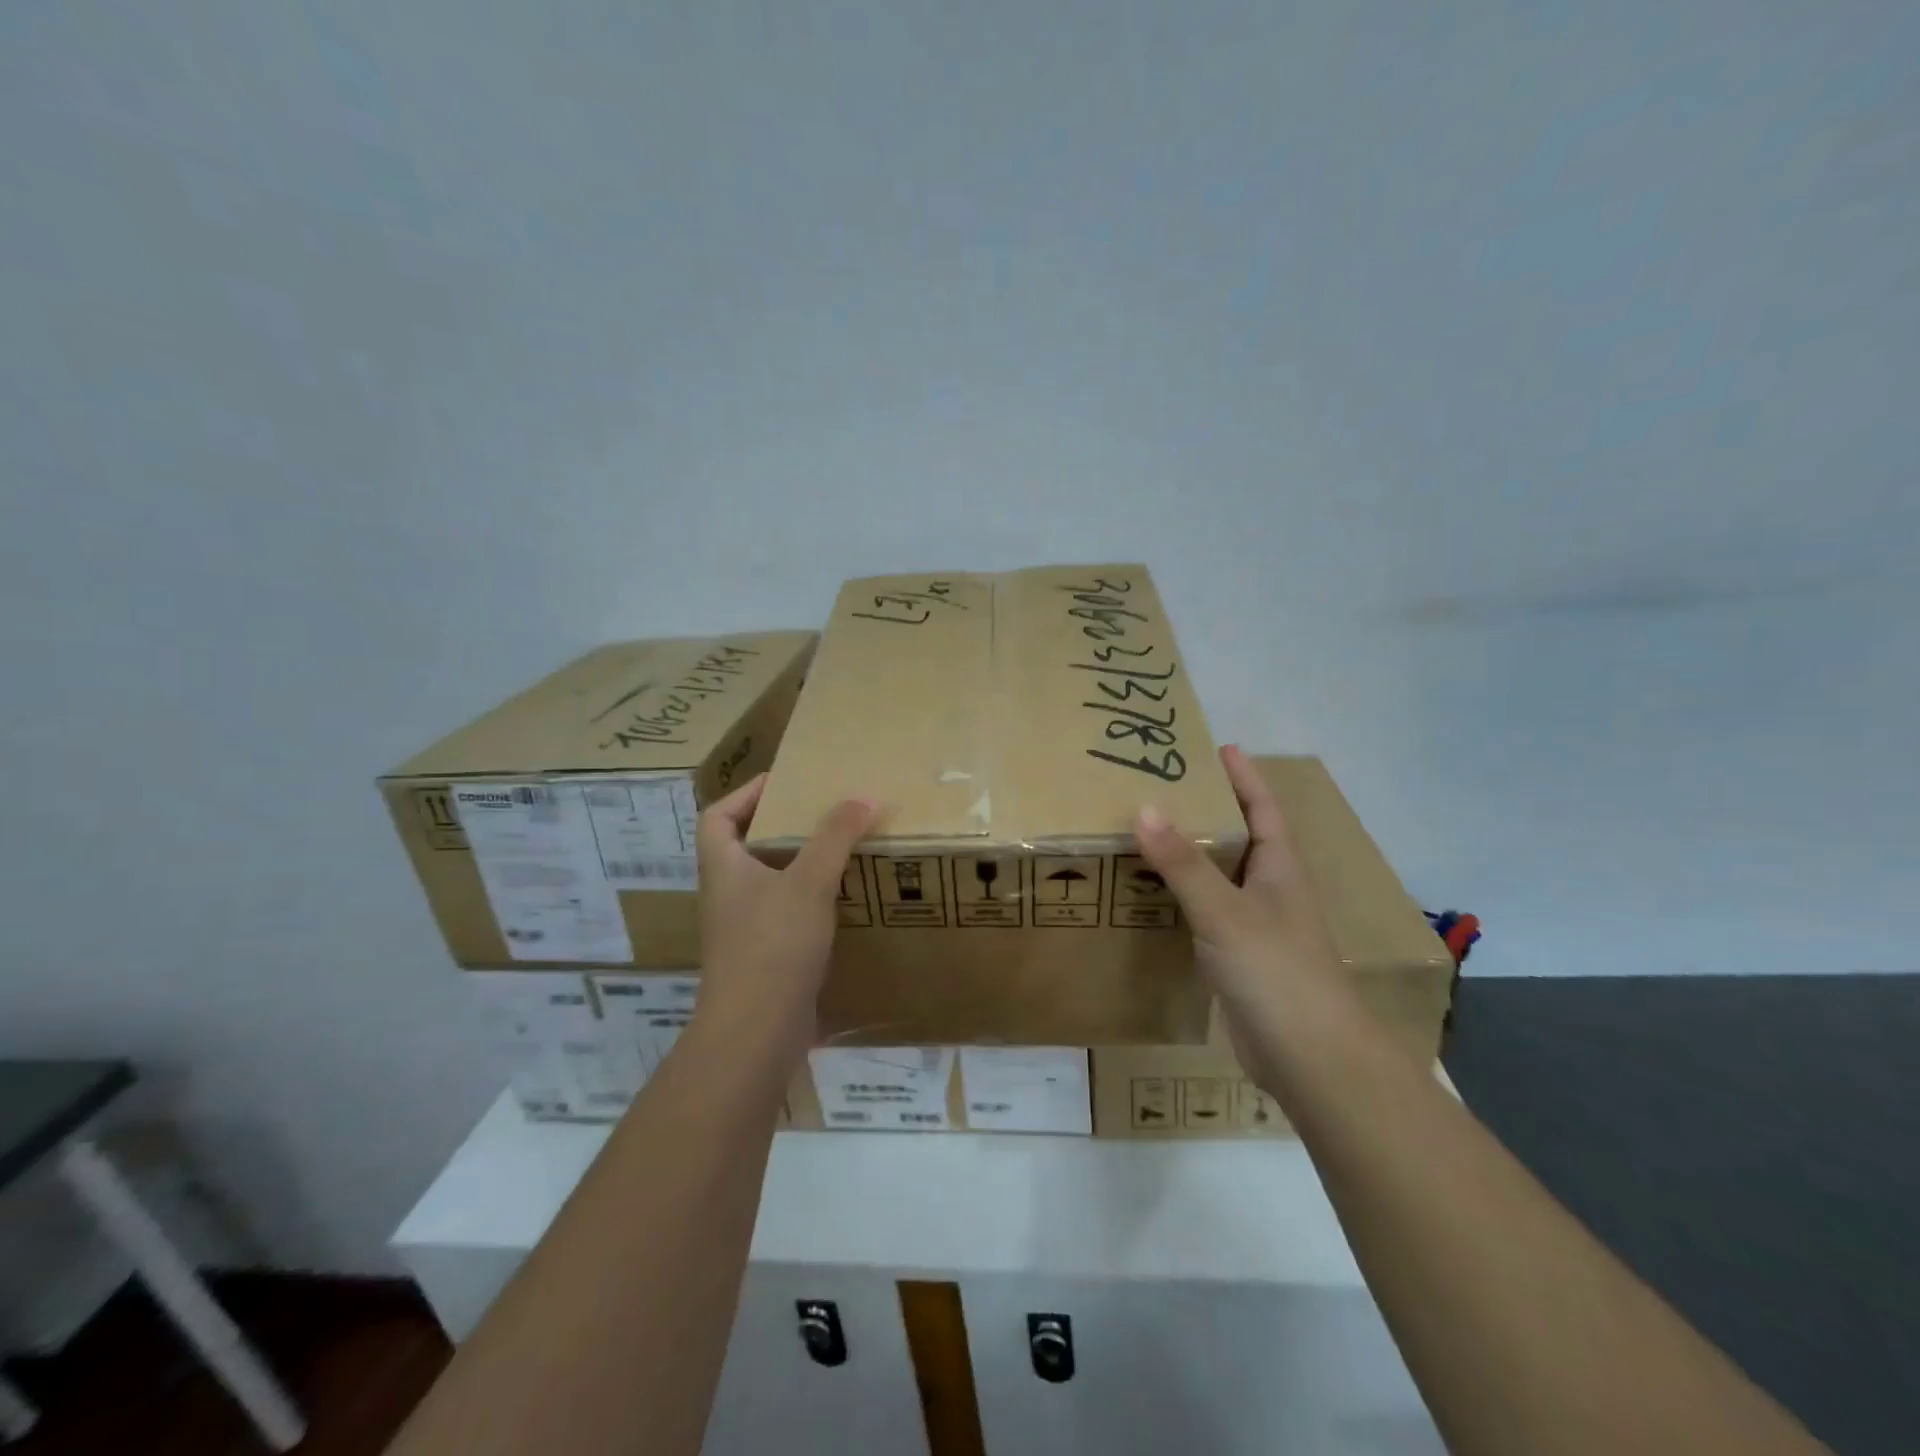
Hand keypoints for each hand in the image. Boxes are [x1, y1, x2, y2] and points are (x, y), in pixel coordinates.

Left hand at [694, 773, 880, 1056]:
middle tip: (824, 814)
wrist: (755, 1034)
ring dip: (799, 865)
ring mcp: (743, 930)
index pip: (717, 816)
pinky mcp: (764, 958)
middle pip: (745, 847)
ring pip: (769, 883)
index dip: (745, 793)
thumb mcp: (808, 882)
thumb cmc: (772, 945)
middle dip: (782, 827)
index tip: (784, 782)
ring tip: (841, 850)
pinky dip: (810, 902)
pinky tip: (843, 901)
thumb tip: (863, 795)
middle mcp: (727, 895)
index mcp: (723, 867)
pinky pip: (786, 916)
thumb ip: (835, 837)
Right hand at [1133, 745, 1350, 1075]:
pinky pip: (1205, 913)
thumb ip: (1183, 863)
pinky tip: (1149, 895)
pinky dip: (1180, 897)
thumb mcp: (1224, 911)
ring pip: (1218, 877)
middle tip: (1160, 787)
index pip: (1263, 808)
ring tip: (1144, 832)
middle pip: (1238, 838)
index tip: (1218, 747)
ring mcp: (1256, 926)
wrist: (1310, 1058)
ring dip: (1188, 855)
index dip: (1244, 777)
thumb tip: (1144, 808)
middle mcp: (1270, 890)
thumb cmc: (1276, 970)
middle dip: (1206, 811)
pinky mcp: (1238, 959)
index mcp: (1279, 868)